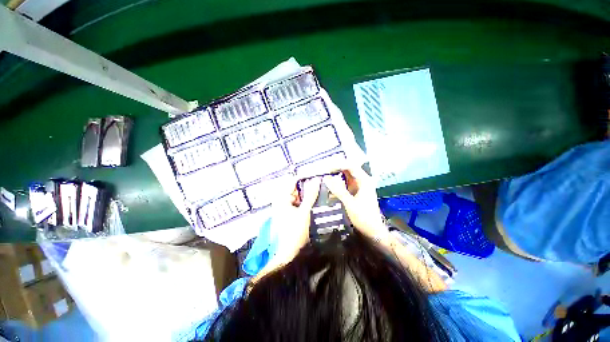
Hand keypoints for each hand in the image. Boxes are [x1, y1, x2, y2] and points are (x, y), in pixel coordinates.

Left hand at [269, 175, 321, 262]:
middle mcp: (281, 201)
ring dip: (307, 197)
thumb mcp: (305, 211)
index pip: (293, 182)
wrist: (288, 254)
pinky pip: (298, 205)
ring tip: (319, 196)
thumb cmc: (295, 231)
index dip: (305, 179)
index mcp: (282, 198)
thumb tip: (316, 180)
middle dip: (308, 189)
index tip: (317, 178)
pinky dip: (305, 204)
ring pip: (298, 198)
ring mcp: (284, 208)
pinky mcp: (288, 215)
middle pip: (296, 190)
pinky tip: (313, 206)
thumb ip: (311, 195)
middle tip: (321, 188)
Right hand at [322, 165, 388, 241]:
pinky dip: (337, 185)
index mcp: (364, 180)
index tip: (326, 168)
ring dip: (335, 176)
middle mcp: (362, 180)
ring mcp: (358, 186)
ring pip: (345, 177)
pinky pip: (344, 184)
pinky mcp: (355, 192)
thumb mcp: (349, 203)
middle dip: (335, 169)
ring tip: (324, 177)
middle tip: (323, 171)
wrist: (373, 230)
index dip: (338, 164)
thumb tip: (326, 178)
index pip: (350, 165)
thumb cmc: (363, 216)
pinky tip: (329, 188)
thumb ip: (338, 190)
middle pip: (347, 169)